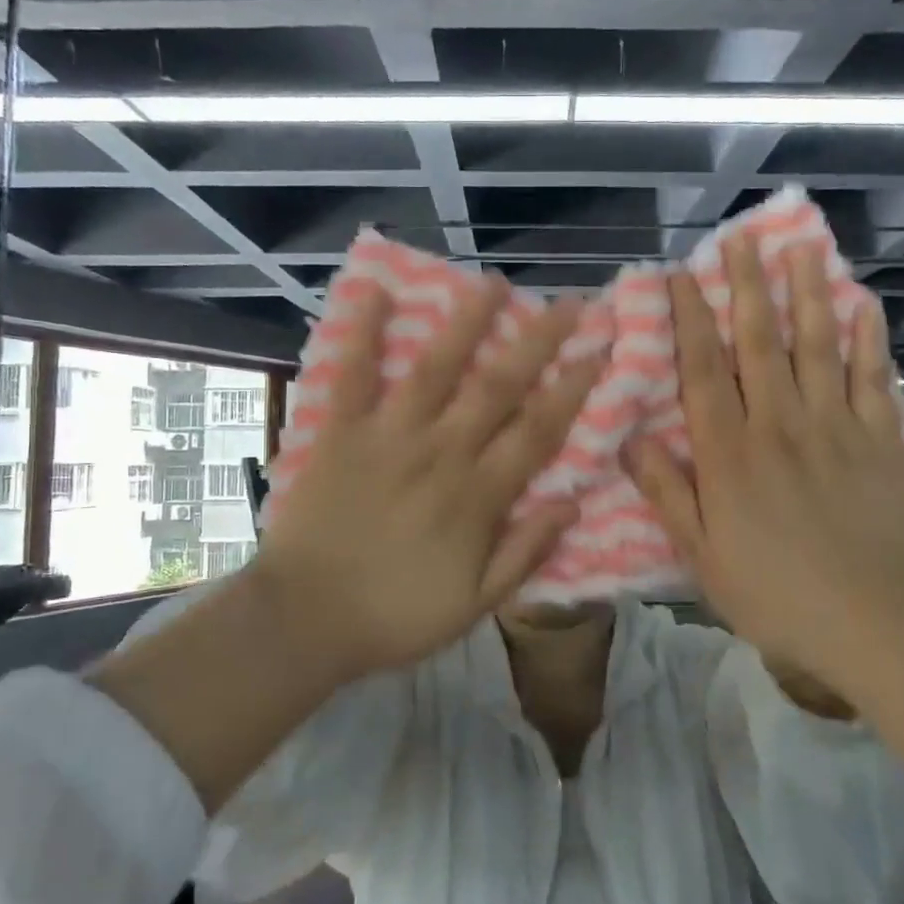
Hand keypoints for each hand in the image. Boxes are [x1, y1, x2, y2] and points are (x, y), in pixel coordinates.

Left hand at [254, 277, 603, 679]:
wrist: (305, 620)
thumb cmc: (395, 615)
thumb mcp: (475, 604)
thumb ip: (524, 551)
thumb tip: (572, 502)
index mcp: (477, 496)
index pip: (537, 431)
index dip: (572, 389)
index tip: (598, 352)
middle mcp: (441, 453)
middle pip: (498, 387)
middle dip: (538, 341)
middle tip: (568, 303)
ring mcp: (389, 437)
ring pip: (436, 369)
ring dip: (467, 323)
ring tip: (492, 284)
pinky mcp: (341, 433)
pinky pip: (353, 376)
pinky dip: (363, 333)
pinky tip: (375, 290)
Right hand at [626, 236, 903, 684]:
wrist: (871, 621)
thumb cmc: (773, 593)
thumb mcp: (700, 554)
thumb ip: (667, 492)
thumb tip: (629, 439)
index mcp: (730, 453)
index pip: (704, 371)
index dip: (691, 320)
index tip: (682, 276)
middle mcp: (779, 425)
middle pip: (761, 343)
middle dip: (749, 287)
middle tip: (743, 239)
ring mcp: (834, 428)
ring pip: (817, 348)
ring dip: (808, 295)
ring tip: (802, 249)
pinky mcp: (878, 442)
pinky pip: (871, 380)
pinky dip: (867, 341)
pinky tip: (863, 307)